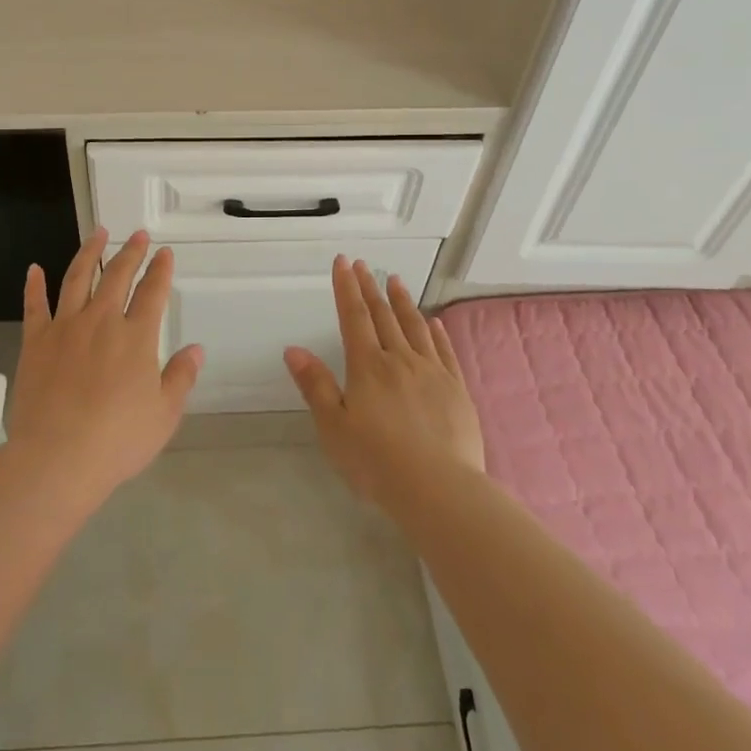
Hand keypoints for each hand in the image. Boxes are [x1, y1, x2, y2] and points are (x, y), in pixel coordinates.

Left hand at [6, 227, 202, 496]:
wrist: (57, 458)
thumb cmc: (117, 440)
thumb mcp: (164, 414)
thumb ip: (181, 377)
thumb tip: (196, 349)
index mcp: (136, 337)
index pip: (153, 293)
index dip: (161, 270)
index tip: (165, 253)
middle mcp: (102, 321)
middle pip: (118, 276)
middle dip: (131, 253)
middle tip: (138, 235)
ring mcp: (65, 328)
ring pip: (78, 278)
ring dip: (90, 252)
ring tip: (99, 233)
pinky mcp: (35, 341)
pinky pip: (34, 305)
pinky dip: (34, 285)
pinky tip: (34, 268)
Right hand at [284, 256, 484, 505]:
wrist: (438, 488)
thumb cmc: (376, 461)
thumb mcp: (333, 427)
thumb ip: (315, 386)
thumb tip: (294, 349)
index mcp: (367, 367)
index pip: (354, 317)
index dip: (347, 288)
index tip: (343, 262)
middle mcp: (400, 360)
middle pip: (383, 316)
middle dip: (370, 288)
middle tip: (363, 265)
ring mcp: (432, 372)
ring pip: (415, 327)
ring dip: (403, 302)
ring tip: (396, 280)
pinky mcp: (456, 389)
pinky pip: (444, 351)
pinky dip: (437, 332)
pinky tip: (434, 322)